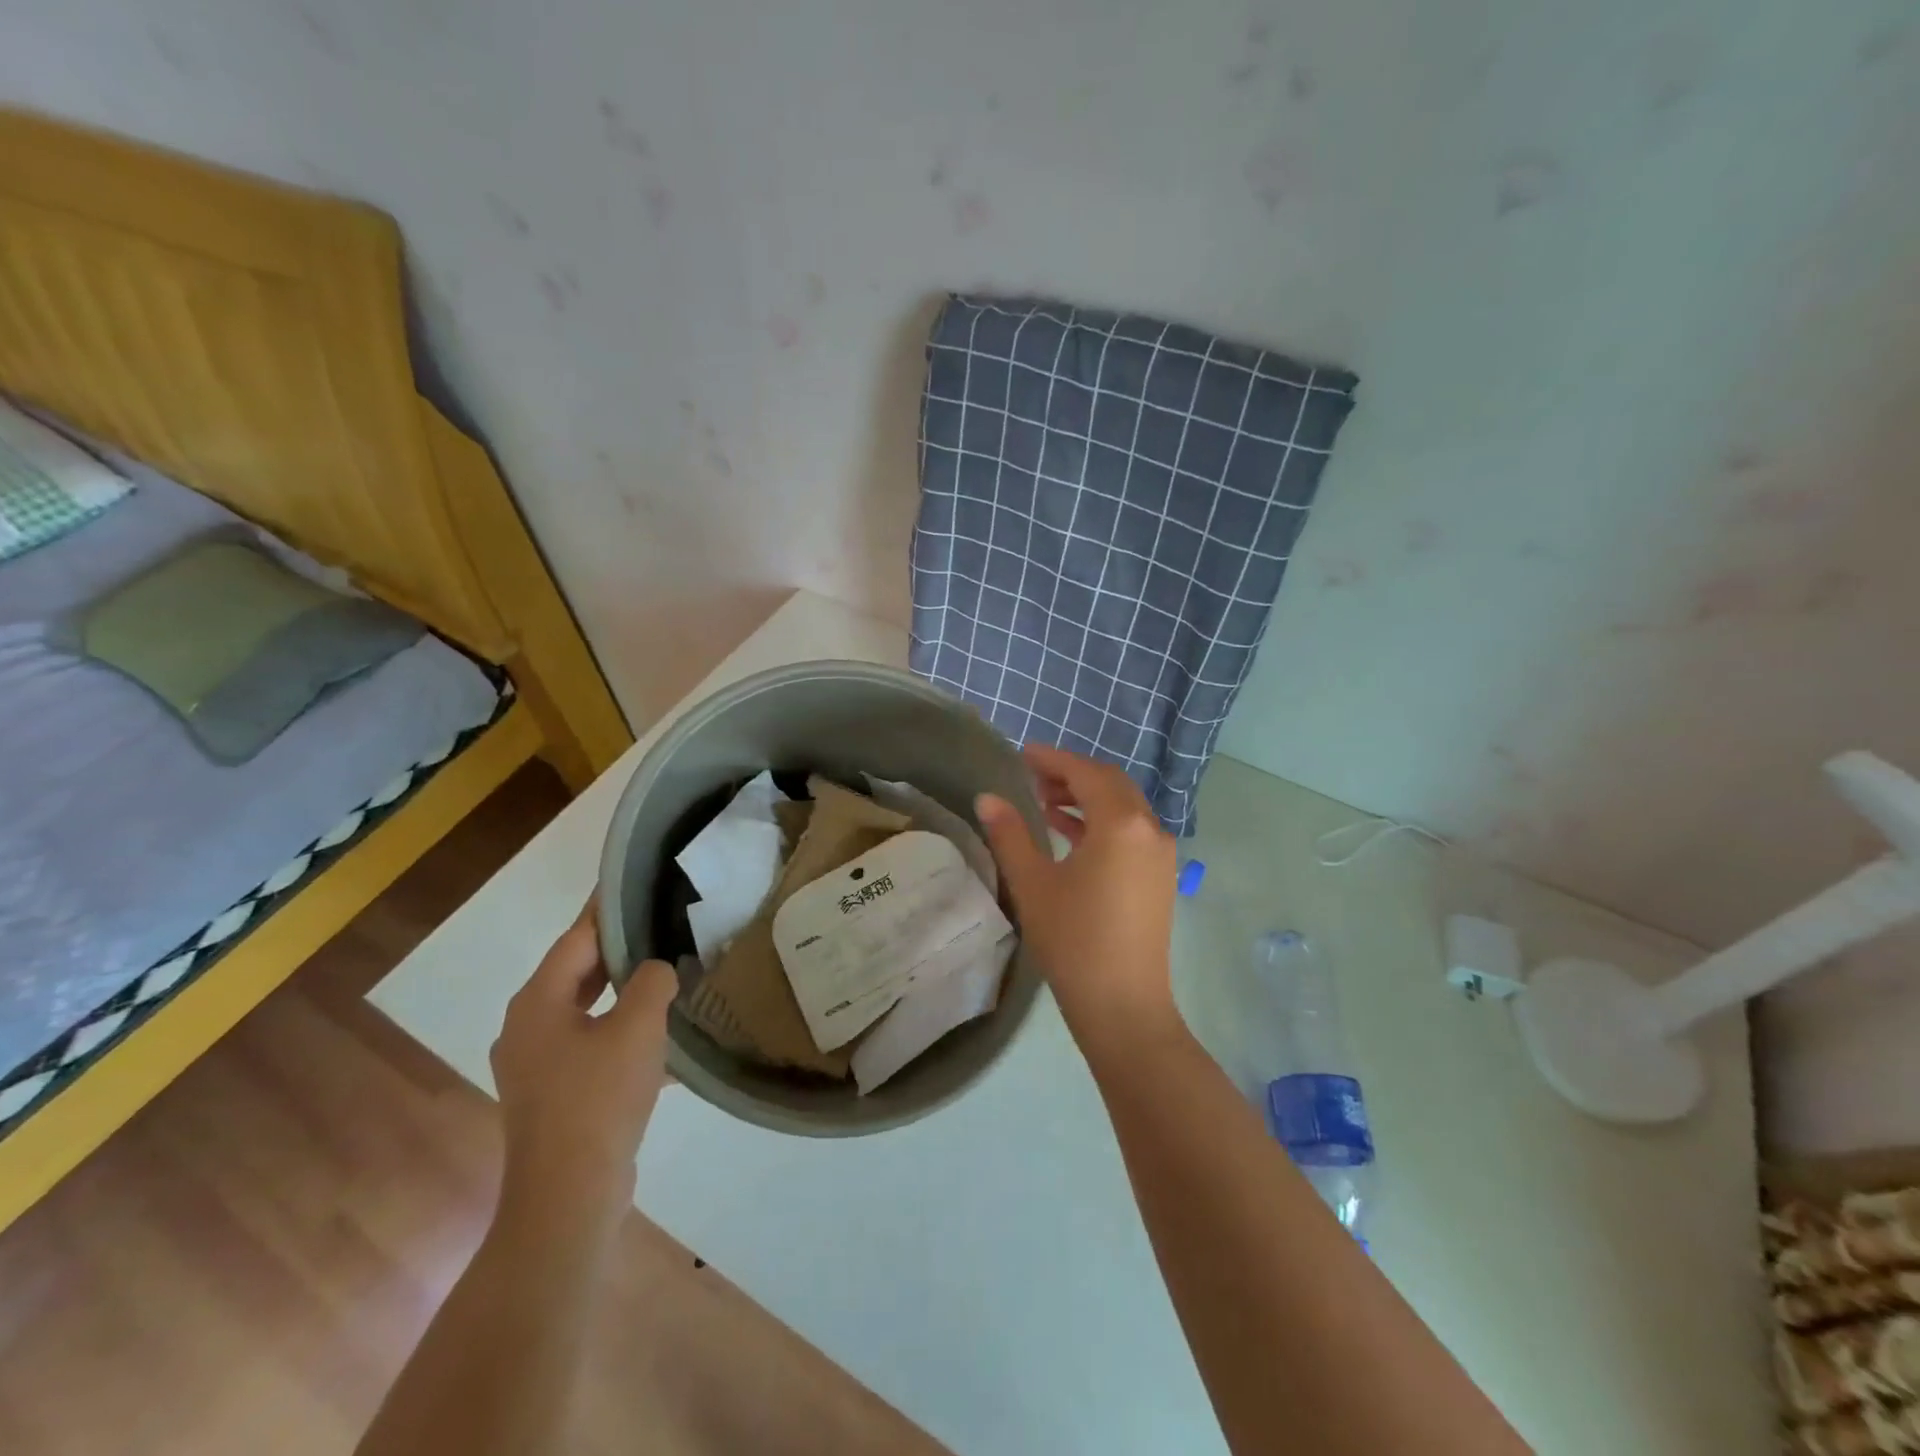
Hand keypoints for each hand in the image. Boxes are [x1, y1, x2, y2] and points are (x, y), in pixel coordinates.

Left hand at [489, 904, 676, 1244]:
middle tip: (659, 927)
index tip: (632, 884)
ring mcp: (534, 1065)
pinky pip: (588, 1045)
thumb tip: (656, 971)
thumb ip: (652, 982)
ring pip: (584, 1010)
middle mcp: (526, 1027)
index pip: (576, 938)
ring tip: (664, 976)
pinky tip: (656, 1038)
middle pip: (576, 973)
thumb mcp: (638, 1027)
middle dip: (617, 951)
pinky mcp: (551, 1094)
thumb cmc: (599, 1099)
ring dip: (620, 994)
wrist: (569, 1196)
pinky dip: (618, 1032)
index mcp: (537, 1003)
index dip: (606, 910)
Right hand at [976, 744, 1180, 1056]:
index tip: (1022, 755)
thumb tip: (987, 798)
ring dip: (1086, 798)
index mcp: (1121, 823)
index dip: (1052, 760)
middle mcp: (1149, 829)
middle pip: (1110, 784)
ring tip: (1044, 802)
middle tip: (1031, 777)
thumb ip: (1010, 834)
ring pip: (1123, 807)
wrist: (1123, 1006)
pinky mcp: (1160, 877)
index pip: (1085, 773)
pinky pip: (1131, 832)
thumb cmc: (1073, 940)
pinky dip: (1101, 823)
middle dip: (1071, 774)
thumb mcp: (1033, 883)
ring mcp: (1160, 855)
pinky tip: (1070, 834)